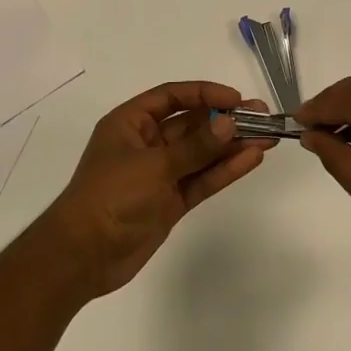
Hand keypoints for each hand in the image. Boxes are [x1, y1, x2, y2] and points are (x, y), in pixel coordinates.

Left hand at [38, 81, 274, 298]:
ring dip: (232, 145)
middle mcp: (147, 143)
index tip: (235, 99)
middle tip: (262, 116)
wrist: (83, 257)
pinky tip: (251, 159)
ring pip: (202, 153)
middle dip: (225, 119)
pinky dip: (224, 170)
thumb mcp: (153, 166)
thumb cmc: (110, 197)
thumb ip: (195, 147)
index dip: (204, 94)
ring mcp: (160, 174)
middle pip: (192, 124)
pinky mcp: (171, 201)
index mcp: (131, 123)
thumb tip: (229, 122)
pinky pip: (202, 179)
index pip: (172, 97)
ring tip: (267, 137)